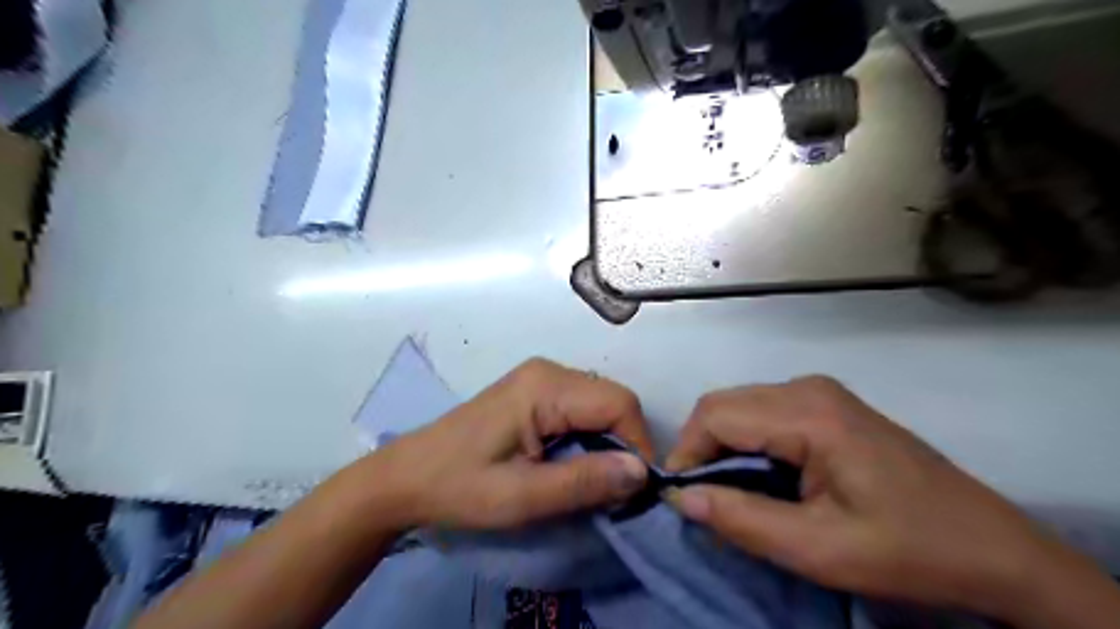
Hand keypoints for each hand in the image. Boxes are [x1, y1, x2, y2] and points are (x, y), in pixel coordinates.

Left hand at [358, 359, 657, 530]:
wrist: (407, 477)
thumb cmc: (460, 486)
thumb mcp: (522, 496)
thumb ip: (583, 482)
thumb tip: (642, 472)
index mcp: (546, 386)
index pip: (620, 404)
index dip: (637, 446)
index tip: (633, 491)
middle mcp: (550, 371)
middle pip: (613, 401)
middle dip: (623, 446)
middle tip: (612, 492)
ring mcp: (541, 378)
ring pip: (601, 405)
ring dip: (607, 444)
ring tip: (591, 482)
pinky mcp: (535, 391)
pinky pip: (582, 409)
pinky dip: (590, 438)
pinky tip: (572, 464)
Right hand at [664, 378, 1118, 624]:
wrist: (993, 548)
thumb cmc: (908, 550)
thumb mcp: (818, 549)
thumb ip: (741, 520)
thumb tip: (681, 499)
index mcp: (809, 414)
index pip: (716, 415)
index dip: (686, 453)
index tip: (681, 498)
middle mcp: (808, 388)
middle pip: (724, 405)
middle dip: (700, 449)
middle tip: (702, 499)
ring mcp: (820, 392)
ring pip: (740, 406)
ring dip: (721, 446)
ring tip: (727, 492)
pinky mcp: (827, 404)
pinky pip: (763, 413)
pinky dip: (745, 442)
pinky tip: (758, 477)